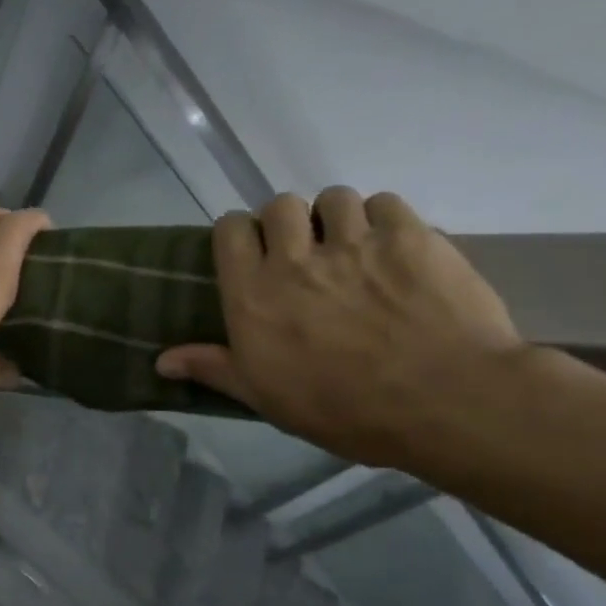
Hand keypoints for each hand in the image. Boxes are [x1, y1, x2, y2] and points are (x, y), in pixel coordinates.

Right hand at [156, 188, 523, 465]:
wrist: (445, 402)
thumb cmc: (342, 408)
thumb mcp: (264, 397)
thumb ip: (213, 367)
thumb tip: (160, 360)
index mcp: (253, 294)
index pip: (230, 229)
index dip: (239, 233)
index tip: (251, 252)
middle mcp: (295, 258)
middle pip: (280, 204)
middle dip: (288, 222)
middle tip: (303, 252)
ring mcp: (356, 243)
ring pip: (334, 198)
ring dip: (337, 217)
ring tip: (352, 246)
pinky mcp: (412, 237)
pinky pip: (386, 203)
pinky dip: (384, 219)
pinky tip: (393, 247)